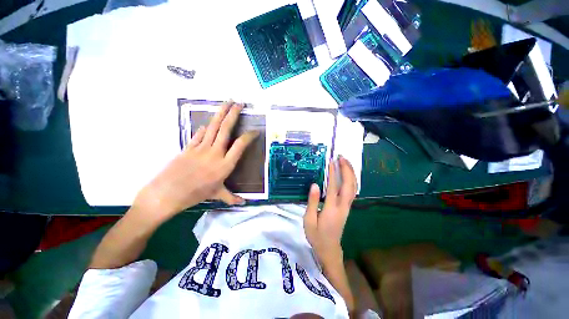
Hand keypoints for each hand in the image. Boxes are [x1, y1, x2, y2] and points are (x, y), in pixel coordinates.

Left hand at [132, 102, 258, 223]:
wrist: (166, 193)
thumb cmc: (195, 195)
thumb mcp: (217, 195)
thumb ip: (232, 197)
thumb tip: (244, 203)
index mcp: (225, 165)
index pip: (240, 145)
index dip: (249, 136)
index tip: (256, 131)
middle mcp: (215, 153)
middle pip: (225, 129)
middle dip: (233, 114)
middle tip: (239, 103)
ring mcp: (200, 148)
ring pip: (213, 127)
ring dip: (220, 114)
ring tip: (226, 103)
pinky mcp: (188, 147)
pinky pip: (199, 134)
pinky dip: (204, 128)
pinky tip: (207, 124)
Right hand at [303, 156, 356, 266]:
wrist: (329, 249)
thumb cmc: (316, 236)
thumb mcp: (309, 220)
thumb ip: (312, 202)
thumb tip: (315, 184)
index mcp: (331, 209)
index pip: (334, 187)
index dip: (333, 173)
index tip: (331, 161)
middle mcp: (342, 206)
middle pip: (349, 185)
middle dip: (347, 170)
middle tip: (341, 157)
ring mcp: (347, 207)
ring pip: (353, 188)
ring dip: (351, 174)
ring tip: (345, 162)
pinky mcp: (347, 208)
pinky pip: (352, 192)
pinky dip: (351, 180)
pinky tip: (347, 175)